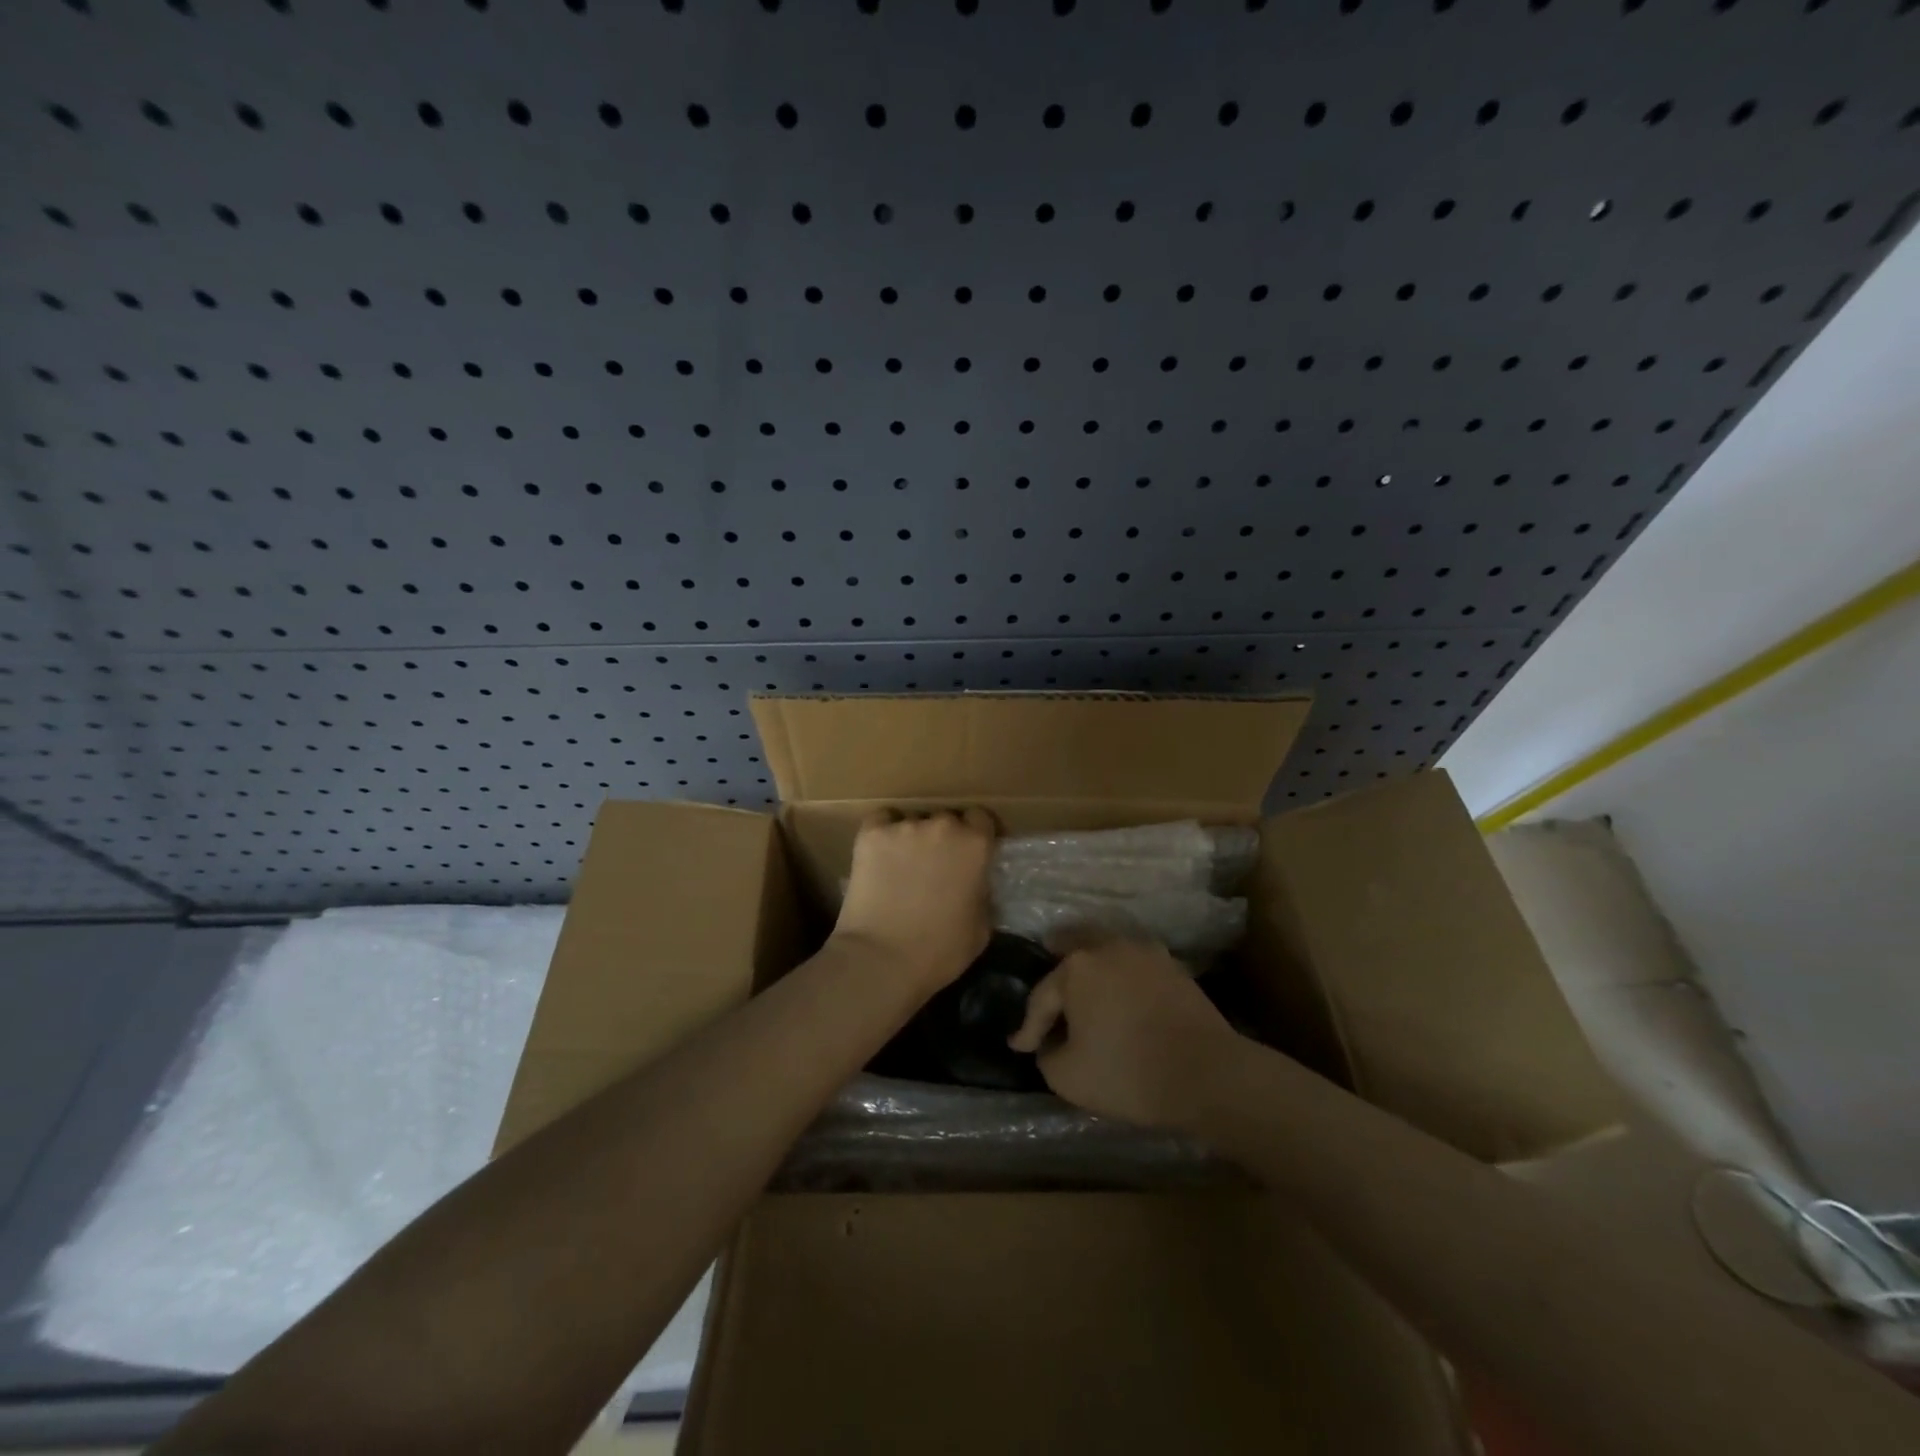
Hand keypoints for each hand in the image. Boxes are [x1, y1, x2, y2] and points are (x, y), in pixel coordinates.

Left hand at [830, 808, 996, 994]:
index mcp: (975, 844)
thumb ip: (983, 894)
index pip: (981, 818)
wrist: (882, 959)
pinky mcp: (871, 834)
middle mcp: (942, 825)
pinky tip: (882, 855)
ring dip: (915, 838)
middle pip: (947, 819)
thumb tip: (975, 884)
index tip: (973, 853)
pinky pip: (882, 820)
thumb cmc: (940, 950)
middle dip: (945, 838)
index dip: (977, 834)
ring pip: (914, 821)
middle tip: (938, 865)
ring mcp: (904, 827)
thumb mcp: (982, 927)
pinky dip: (884, 833)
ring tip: (905, 866)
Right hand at [1007, 936, 1239, 1129]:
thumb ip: (1048, 1055)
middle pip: (1073, 948)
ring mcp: (1145, 953)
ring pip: (1107, 949)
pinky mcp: (1173, 967)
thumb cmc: (1128, 1072)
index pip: (1042, 997)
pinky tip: (1120, 989)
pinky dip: (1121, 974)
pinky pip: (1134, 963)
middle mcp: (1108, 947)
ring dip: (1092, 963)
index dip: (1028, 1027)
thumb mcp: (1068, 1077)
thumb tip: (1050, 1044)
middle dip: (1056, 960)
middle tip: (1046, 968)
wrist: (1207, 1073)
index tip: (1019, 1046)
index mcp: (1076, 968)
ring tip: (1084, 979)